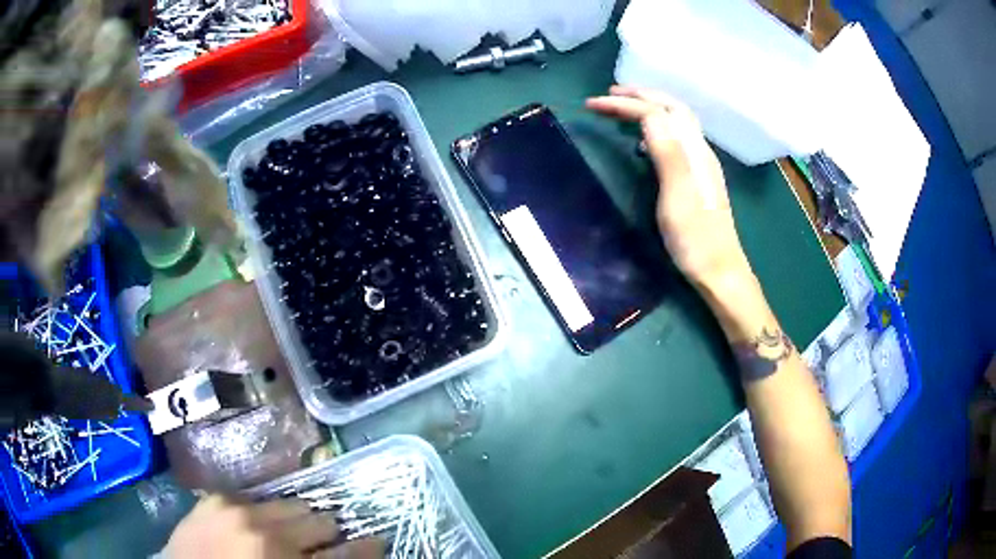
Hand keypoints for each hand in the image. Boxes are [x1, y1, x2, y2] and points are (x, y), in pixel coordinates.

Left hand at [164, 495, 384, 558]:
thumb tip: (356, 552)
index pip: (347, 554)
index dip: (367, 549)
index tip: (378, 542)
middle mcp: (265, 533)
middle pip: (321, 521)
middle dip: (326, 535)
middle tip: (317, 547)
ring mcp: (237, 510)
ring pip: (292, 503)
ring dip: (296, 521)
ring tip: (286, 534)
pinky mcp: (216, 498)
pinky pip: (256, 498)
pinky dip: (262, 513)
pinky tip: (254, 526)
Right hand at [586, 86, 750, 288]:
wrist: (720, 270)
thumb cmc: (695, 238)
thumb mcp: (677, 195)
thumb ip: (667, 151)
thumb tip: (648, 113)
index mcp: (692, 151)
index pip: (657, 112)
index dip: (625, 104)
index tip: (592, 104)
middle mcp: (699, 150)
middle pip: (672, 108)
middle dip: (640, 95)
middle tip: (609, 95)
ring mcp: (700, 163)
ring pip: (676, 121)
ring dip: (649, 106)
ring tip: (623, 108)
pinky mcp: (697, 176)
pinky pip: (677, 137)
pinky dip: (656, 125)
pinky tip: (644, 139)